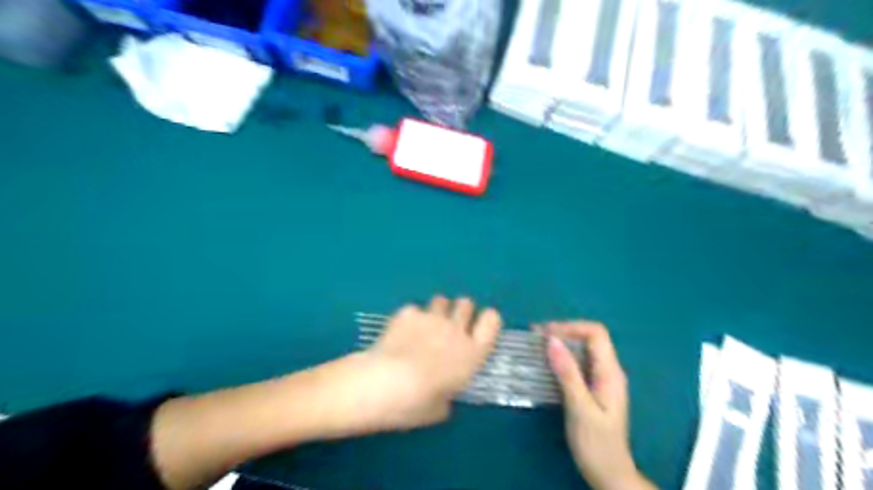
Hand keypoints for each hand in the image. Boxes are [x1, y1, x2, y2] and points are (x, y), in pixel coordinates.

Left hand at [346, 297, 497, 431]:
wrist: (383, 383)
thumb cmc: (416, 403)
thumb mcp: (440, 409)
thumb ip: (447, 396)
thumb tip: (442, 395)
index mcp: (471, 353)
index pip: (492, 321)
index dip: (487, 321)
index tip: (478, 329)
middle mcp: (455, 330)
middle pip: (466, 304)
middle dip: (460, 312)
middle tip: (449, 328)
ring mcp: (431, 317)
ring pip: (441, 300)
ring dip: (437, 311)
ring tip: (425, 326)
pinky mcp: (408, 312)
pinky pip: (414, 309)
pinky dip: (410, 318)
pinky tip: (400, 331)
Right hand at [544, 321, 655, 489]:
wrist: (608, 474)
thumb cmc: (596, 444)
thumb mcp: (580, 408)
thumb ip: (568, 373)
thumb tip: (552, 340)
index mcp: (610, 372)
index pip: (596, 333)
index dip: (570, 327)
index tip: (544, 333)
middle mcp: (609, 371)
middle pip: (589, 338)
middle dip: (563, 332)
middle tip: (535, 337)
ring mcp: (602, 379)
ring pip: (582, 349)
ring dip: (560, 343)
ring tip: (536, 346)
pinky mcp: (593, 387)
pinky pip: (578, 363)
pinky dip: (561, 357)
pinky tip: (546, 363)